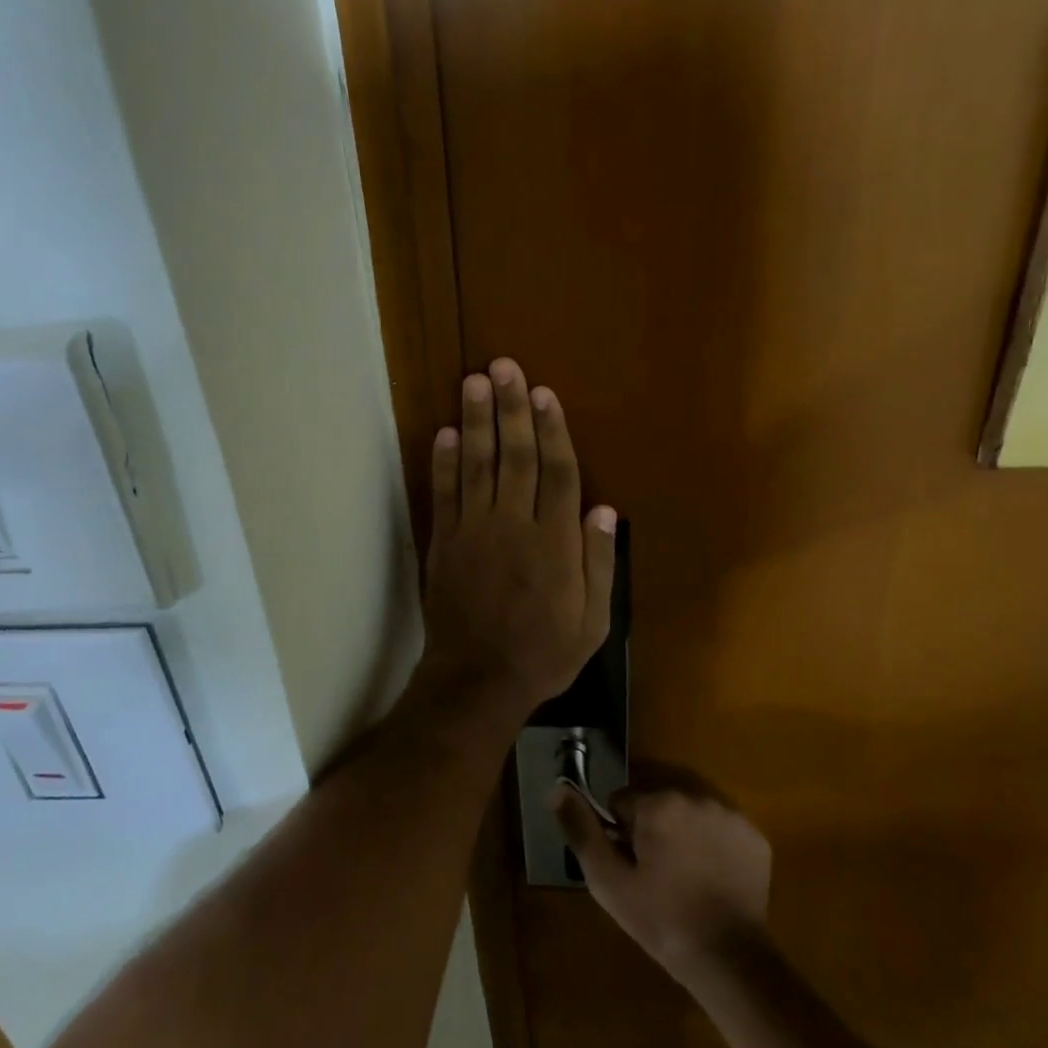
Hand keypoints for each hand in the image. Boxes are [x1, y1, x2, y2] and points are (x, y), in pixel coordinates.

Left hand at [420, 359, 616, 711]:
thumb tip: (604, 509)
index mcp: (554, 543)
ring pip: (477, 466)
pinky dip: (443, 463)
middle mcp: (514, 526)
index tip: (545, 394)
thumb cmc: (543, 653)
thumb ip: (599, 563)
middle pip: (516, 456)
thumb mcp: (593, 622)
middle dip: (512, 408)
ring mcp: (474, 531)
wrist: (477, 681)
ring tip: (474, 381)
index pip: (558, 473)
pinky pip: (443, 494)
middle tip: (505, 366)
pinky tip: (445, 432)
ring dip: (476, 421)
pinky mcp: (444, 543)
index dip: (553, 431)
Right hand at [553, 784, 771, 984]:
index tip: (631, 866)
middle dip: (652, 828)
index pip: (622, 802)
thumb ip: (582, 830)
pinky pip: (720, 826)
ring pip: (689, 811)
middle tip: (657, 873)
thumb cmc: (661, 920)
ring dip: (682, 832)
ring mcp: (729, 813)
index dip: (621, 835)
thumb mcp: (608, 881)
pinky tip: (711, 877)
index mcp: (658, 803)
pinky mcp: (754, 835)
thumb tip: (558, 788)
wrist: (730, 960)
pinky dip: (713, 843)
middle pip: (657, 801)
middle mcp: (695, 795)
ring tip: (684, 875)